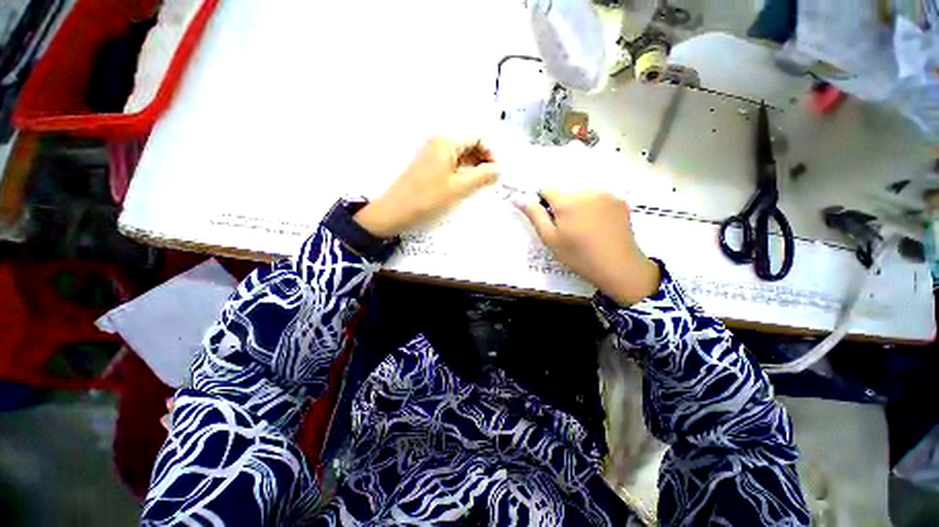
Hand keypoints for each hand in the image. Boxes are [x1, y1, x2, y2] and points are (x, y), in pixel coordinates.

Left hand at [353, 137, 498, 237]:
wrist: (392, 212)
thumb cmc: (426, 199)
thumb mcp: (460, 188)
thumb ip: (483, 176)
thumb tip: (499, 169)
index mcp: (446, 141)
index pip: (478, 138)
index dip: (491, 154)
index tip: (497, 173)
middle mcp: (438, 141)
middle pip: (470, 144)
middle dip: (483, 160)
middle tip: (491, 181)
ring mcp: (431, 152)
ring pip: (461, 154)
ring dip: (473, 167)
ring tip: (479, 186)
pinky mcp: (427, 164)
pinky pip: (451, 162)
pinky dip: (461, 171)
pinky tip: (464, 187)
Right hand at [517, 190, 659, 305]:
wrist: (619, 266)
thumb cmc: (581, 257)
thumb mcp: (552, 241)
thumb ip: (535, 216)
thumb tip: (518, 198)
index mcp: (565, 200)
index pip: (547, 188)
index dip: (546, 203)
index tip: (553, 220)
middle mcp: (585, 190)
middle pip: (568, 189)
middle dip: (567, 203)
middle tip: (574, 228)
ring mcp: (605, 193)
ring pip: (586, 192)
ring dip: (584, 203)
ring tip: (590, 227)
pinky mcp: (619, 200)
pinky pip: (603, 197)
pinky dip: (600, 206)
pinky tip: (604, 225)